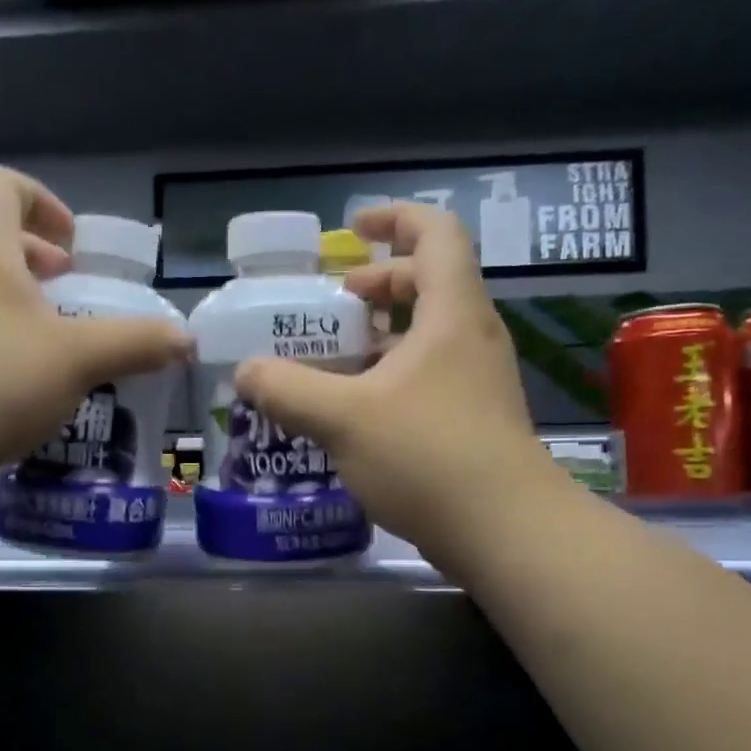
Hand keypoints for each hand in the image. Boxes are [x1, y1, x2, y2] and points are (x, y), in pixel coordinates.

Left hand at [0, 165, 191, 484]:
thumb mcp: (80, 359)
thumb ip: (136, 344)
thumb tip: (185, 340)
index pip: (0, 185)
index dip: (42, 201)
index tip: (72, 247)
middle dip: (36, 258)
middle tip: (68, 292)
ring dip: (17, 300)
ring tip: (51, 341)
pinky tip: (19, 383)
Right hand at [234, 202, 564, 570]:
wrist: (505, 531)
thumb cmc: (427, 456)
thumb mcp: (343, 418)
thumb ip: (288, 389)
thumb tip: (246, 372)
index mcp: (451, 315)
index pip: (436, 234)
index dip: (395, 218)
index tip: (353, 228)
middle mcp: (471, 337)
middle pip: (431, 282)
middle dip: (380, 281)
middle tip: (335, 301)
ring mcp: (477, 380)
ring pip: (429, 334)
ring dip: (382, 334)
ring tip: (335, 357)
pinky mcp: (474, 419)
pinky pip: (430, 375)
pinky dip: (392, 374)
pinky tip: (356, 409)